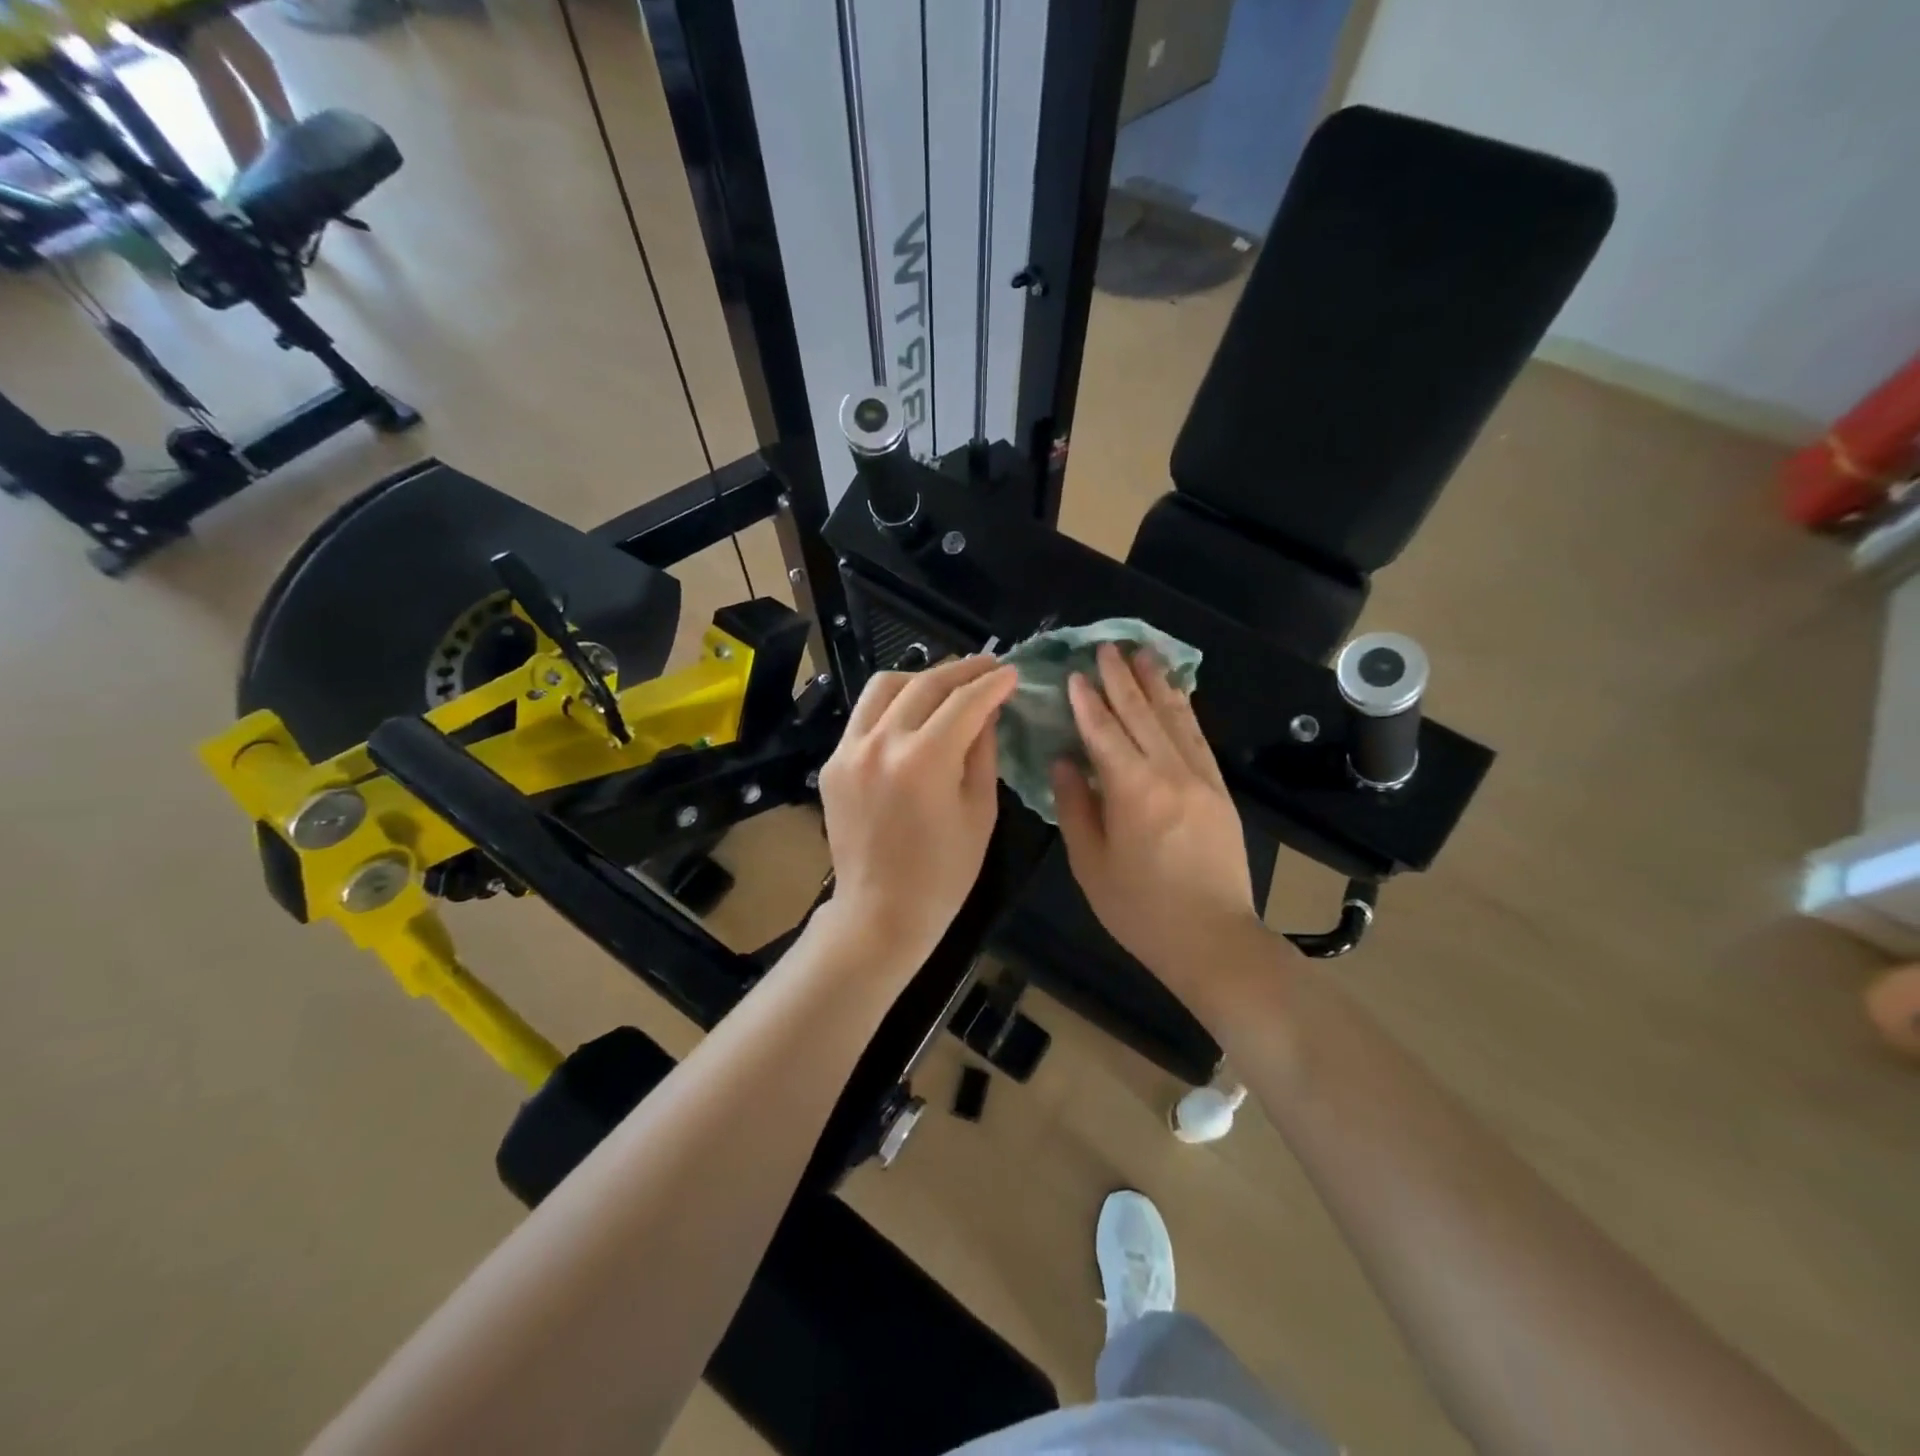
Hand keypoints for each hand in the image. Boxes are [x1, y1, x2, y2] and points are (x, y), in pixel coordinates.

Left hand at [815, 655, 1016, 972]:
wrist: (880, 912)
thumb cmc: (943, 873)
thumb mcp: (980, 811)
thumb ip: (984, 751)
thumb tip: (988, 710)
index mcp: (925, 760)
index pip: (965, 702)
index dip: (992, 683)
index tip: (1011, 673)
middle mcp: (882, 743)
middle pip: (925, 683)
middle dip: (963, 669)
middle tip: (989, 666)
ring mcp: (849, 750)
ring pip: (885, 686)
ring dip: (921, 676)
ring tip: (948, 684)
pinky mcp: (833, 762)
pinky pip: (865, 715)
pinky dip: (892, 705)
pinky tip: (912, 715)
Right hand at [1052, 644, 1268, 990]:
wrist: (1212, 939)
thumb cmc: (1140, 909)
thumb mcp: (1090, 863)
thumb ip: (1075, 806)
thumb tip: (1063, 762)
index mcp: (1132, 791)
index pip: (1104, 732)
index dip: (1087, 702)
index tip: (1074, 674)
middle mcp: (1169, 773)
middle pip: (1141, 714)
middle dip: (1121, 678)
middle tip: (1106, 646)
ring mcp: (1200, 779)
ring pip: (1175, 719)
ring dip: (1156, 684)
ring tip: (1142, 653)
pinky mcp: (1219, 790)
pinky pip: (1198, 739)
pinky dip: (1184, 711)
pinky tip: (1176, 694)